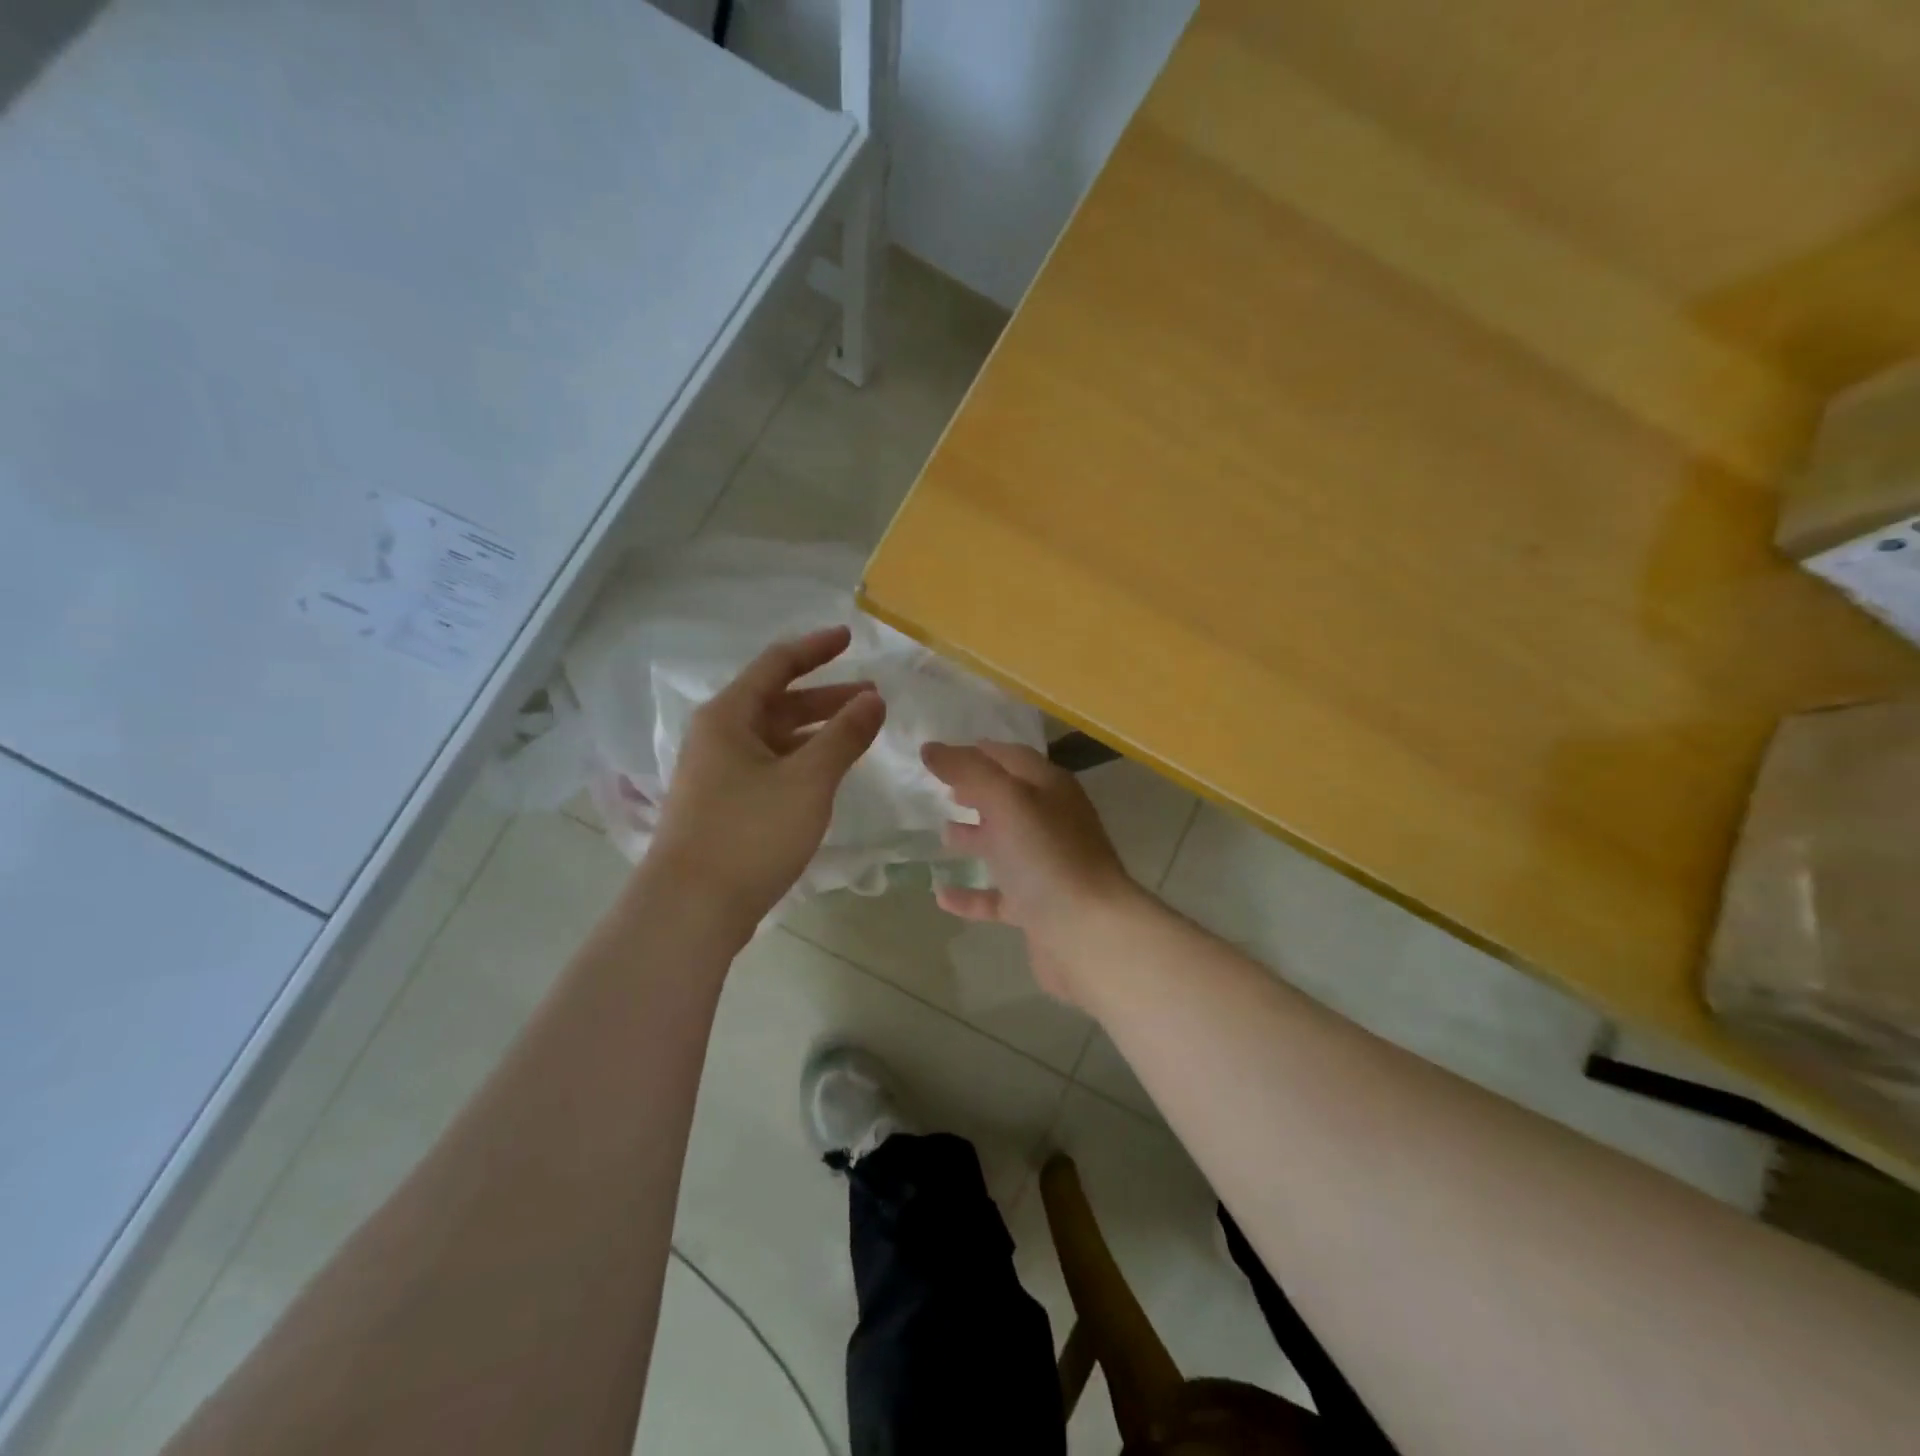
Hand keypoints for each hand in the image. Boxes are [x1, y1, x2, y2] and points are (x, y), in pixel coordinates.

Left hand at [650, 627, 884, 926]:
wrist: (691, 908)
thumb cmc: (750, 832)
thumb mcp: (808, 779)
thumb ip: (844, 735)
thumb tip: (873, 699)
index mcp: (729, 716)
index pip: (777, 664)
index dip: (815, 649)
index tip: (850, 638)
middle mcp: (719, 736)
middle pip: (778, 701)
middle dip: (826, 696)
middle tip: (872, 697)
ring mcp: (718, 773)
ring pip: (775, 737)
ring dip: (817, 731)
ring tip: (859, 733)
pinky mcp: (724, 805)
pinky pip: (770, 766)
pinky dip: (802, 760)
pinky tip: (828, 773)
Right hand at [920, 741, 1141, 1003]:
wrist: (1089, 935)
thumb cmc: (1048, 857)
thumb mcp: (1006, 801)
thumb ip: (968, 771)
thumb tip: (930, 748)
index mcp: (1050, 789)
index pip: (1010, 758)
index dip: (977, 753)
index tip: (940, 754)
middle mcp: (1051, 823)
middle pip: (1008, 800)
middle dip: (976, 792)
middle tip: (941, 789)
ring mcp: (1045, 868)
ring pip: (1005, 845)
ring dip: (975, 837)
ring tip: (941, 832)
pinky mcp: (1036, 909)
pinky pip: (997, 896)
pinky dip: (971, 894)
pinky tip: (940, 895)